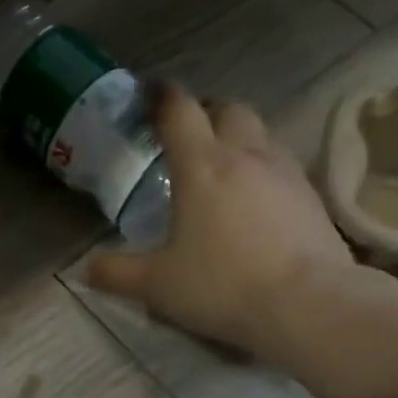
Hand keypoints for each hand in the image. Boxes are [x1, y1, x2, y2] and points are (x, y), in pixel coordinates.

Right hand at [87, 86, 355, 359]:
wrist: (307, 305)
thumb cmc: (221, 286)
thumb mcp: (156, 285)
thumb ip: (116, 273)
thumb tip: (85, 270)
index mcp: (201, 166)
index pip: (179, 110)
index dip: (161, 96)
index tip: (147, 93)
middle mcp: (246, 156)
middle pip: (228, 109)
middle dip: (205, 111)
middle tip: (186, 133)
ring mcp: (286, 172)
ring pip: (260, 133)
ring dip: (237, 137)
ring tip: (220, 165)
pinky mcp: (312, 196)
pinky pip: (282, 165)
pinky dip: (262, 168)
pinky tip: (254, 199)